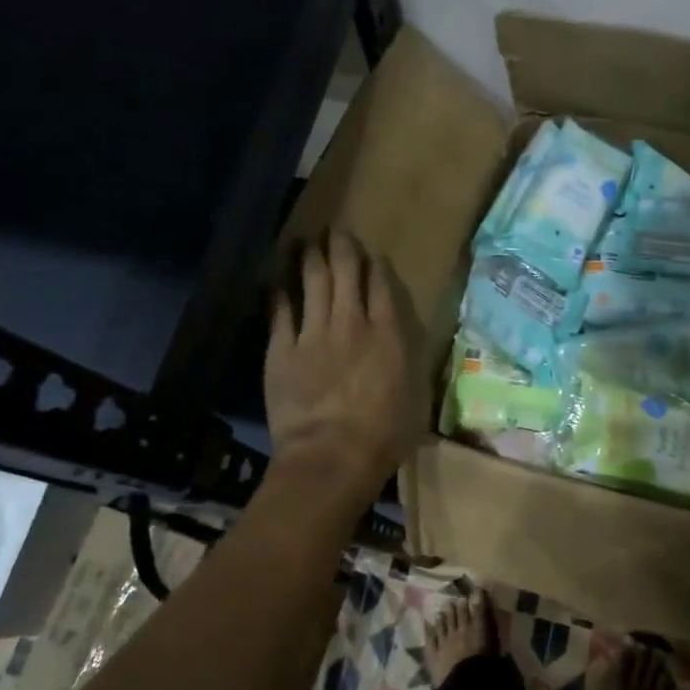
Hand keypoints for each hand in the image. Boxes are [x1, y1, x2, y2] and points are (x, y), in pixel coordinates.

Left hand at [264, 230, 422, 505]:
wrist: (330, 458)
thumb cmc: (382, 437)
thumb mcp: (413, 399)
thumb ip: (408, 367)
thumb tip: (404, 354)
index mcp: (387, 335)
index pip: (380, 286)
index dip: (374, 266)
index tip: (370, 255)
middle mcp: (351, 323)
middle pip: (345, 273)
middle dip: (341, 247)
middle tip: (336, 231)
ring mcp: (314, 333)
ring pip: (312, 282)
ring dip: (310, 257)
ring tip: (306, 240)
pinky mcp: (282, 349)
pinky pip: (280, 311)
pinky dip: (279, 291)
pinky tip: (276, 278)